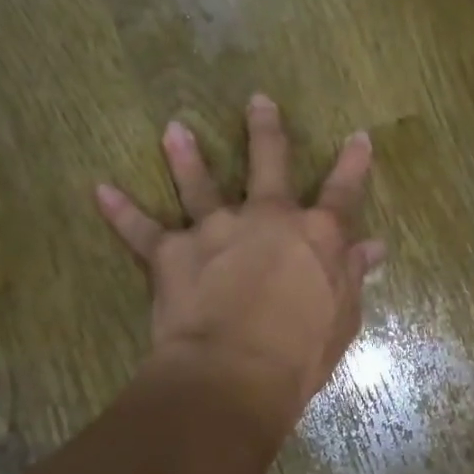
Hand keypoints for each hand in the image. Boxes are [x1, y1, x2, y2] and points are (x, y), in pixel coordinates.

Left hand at [95, 95, 383, 431]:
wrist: (236, 372)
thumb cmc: (301, 352)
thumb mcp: (343, 316)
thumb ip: (353, 275)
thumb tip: (372, 246)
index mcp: (316, 236)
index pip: (342, 192)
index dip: (353, 165)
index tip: (358, 137)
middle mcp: (266, 219)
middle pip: (269, 164)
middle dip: (266, 131)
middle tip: (257, 101)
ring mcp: (216, 230)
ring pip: (199, 184)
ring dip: (187, 156)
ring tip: (174, 129)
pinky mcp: (172, 253)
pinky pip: (141, 229)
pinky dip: (121, 211)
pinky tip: (101, 191)